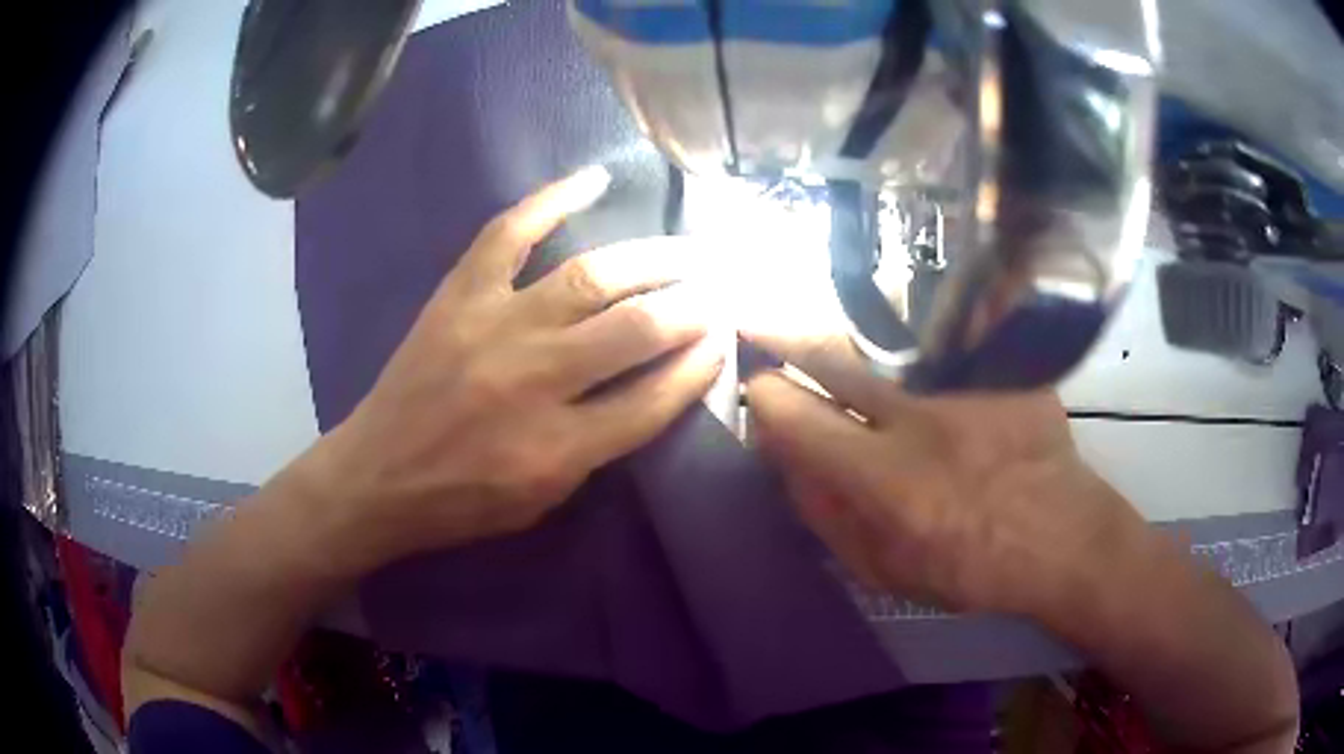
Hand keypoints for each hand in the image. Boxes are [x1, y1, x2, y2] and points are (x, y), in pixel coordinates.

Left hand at [300, 168, 725, 569]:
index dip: (700, 366)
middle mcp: (534, 380)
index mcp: (558, 448)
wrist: (377, 476)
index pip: (655, 398)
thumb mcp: (545, 500)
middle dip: (692, 306)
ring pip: (591, 278)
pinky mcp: (459, 296)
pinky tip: (594, 179)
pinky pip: (509, 234)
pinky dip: (551, 199)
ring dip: (653, 259)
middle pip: (635, 329)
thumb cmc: (462, 502)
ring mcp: (494, 327)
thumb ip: (602, 447)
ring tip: (691, 250)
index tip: (725, 342)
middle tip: (721, 289)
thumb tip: (655, 387)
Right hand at [743, 329, 1141, 617]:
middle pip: (832, 359)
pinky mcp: (1004, 369)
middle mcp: (917, 418)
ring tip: (839, 350)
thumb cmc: (971, 569)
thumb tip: (788, 464)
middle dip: (786, 340)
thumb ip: (827, 516)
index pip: (795, 416)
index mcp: (882, 477)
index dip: (766, 399)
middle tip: (762, 325)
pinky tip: (925, 366)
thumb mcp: (884, 569)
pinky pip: (947, 349)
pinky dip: (923, 359)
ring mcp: (965, 385)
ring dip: (850, 351)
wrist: (1063, 540)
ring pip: (885, 349)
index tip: (762, 391)